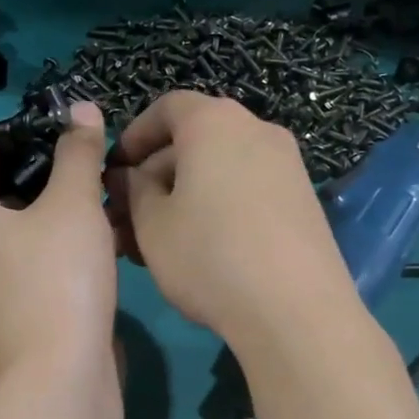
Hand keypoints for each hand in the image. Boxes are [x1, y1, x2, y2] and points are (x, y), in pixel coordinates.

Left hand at [0, 102, 117, 375]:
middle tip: (88, 150)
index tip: (63, 120)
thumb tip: (82, 110)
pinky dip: (59, 236)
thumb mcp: (72, 203)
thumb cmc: (58, 275)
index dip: (20, 126)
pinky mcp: (13, 303)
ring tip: (99, 184)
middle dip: (44, 165)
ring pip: (21, 222)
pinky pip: (32, 253)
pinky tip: (98, 229)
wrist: (64, 372)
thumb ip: (77, 152)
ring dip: (57, 202)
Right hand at [105, 92, 355, 344]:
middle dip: (156, 174)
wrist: (295, 311)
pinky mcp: (303, 201)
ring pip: (220, 169)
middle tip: (130, 216)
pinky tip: (201, 250)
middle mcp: (257, 131)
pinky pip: (247, 189)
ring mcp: (287, 166)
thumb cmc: (209, 256)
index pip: (167, 107)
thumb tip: (132, 176)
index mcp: (215, 123)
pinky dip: (218, 206)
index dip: (135, 135)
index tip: (115, 170)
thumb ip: (134, 190)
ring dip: (184, 195)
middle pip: (195, 139)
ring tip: (159, 241)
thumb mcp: (152, 225)